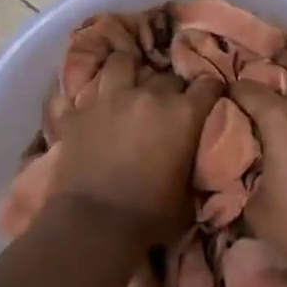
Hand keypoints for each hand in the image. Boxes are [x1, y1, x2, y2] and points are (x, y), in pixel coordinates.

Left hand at [45, 61, 223, 246]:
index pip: (208, 85)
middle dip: (169, 88)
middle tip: (165, 105)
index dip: (209, 91)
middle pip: (166, 76)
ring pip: (120, 62)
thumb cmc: (150, 216)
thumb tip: (190, 156)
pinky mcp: (77, 112)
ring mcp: (109, 98)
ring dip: (126, 71)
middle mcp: (148, 95)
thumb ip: (192, 163)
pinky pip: (79, 92)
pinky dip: (86, 98)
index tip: (208, 98)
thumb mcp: (188, 194)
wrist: (94, 224)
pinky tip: (88, 105)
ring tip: (126, 83)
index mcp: (183, 114)